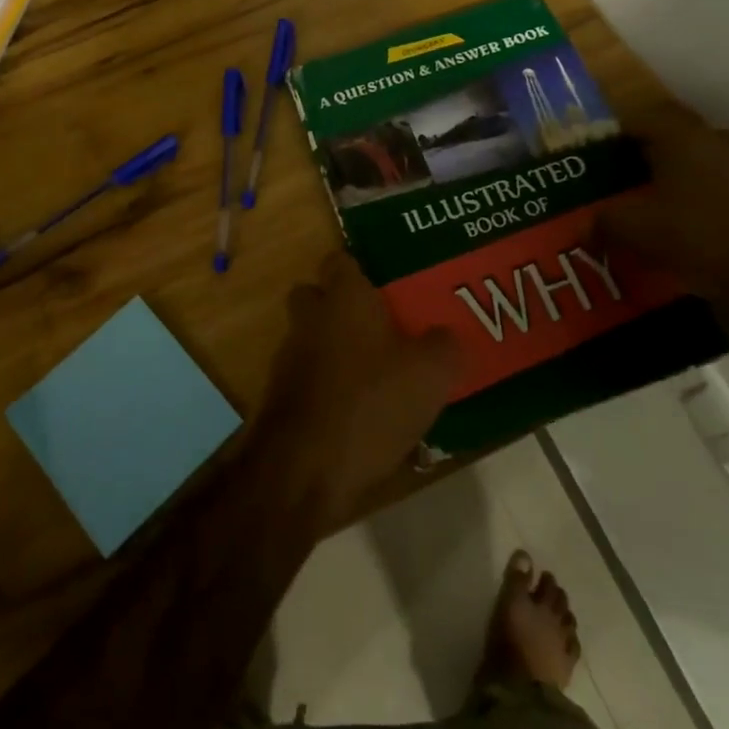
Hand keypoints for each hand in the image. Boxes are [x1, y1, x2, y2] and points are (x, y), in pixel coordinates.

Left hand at [253, 252, 459, 532]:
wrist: (306, 467)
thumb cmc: (370, 403)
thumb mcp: (430, 375)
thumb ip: (444, 346)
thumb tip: (447, 335)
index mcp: (343, 296)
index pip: (342, 260)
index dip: (363, 269)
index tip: (388, 285)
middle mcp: (310, 316)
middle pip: (319, 296)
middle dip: (343, 307)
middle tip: (383, 328)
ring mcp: (289, 356)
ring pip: (313, 337)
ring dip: (336, 349)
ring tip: (377, 376)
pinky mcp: (281, 395)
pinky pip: (309, 377)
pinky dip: (328, 386)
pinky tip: (358, 413)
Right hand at [596, 107, 728, 331]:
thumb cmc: (696, 239)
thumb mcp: (632, 230)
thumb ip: (603, 222)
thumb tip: (586, 226)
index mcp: (686, 137)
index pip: (645, 114)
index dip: (619, 129)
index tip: (599, 149)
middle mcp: (721, 143)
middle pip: (677, 137)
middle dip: (649, 153)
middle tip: (623, 176)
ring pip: (704, 164)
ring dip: (680, 178)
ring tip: (654, 205)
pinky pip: (725, 193)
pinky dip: (704, 204)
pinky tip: (687, 230)